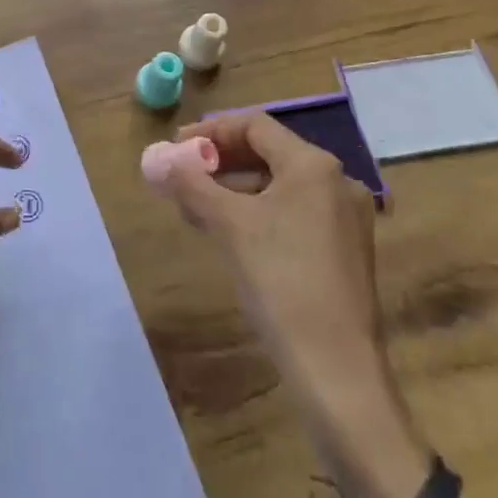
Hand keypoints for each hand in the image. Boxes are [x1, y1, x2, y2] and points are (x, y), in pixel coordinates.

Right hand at [158, 112, 431, 497]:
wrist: (338, 372)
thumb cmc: (282, 282)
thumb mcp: (229, 226)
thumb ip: (190, 184)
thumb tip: (152, 157)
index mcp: (314, 166)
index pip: (255, 125)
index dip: (211, 131)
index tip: (175, 149)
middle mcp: (336, 182)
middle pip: (268, 153)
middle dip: (220, 161)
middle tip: (182, 177)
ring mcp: (344, 219)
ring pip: (279, 186)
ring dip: (235, 189)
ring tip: (196, 208)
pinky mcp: (343, 252)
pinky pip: (292, 214)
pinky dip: (257, 213)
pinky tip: (230, 235)